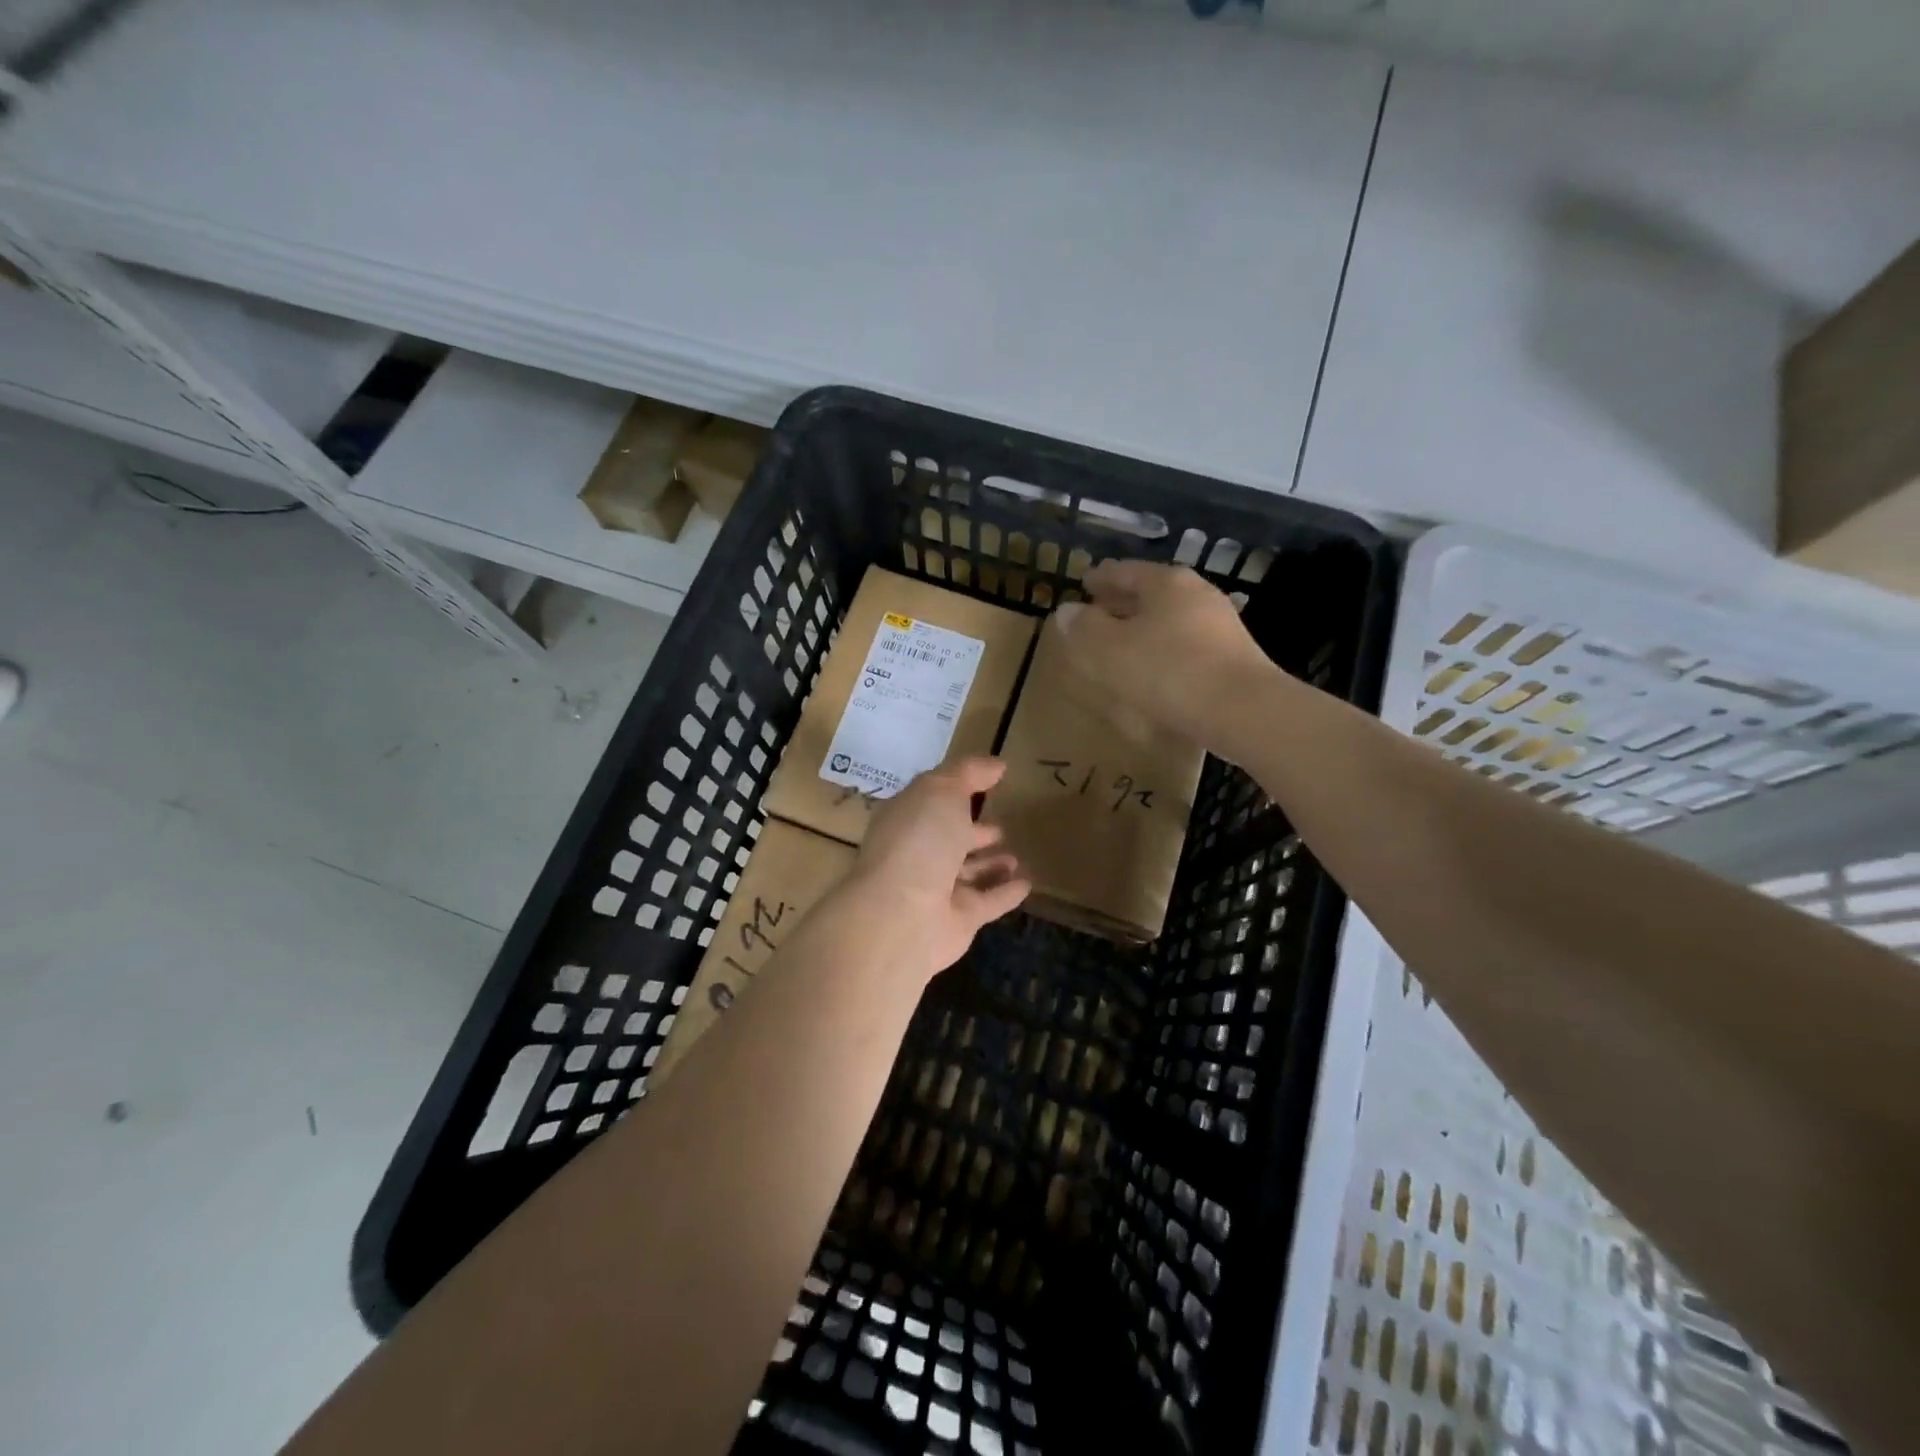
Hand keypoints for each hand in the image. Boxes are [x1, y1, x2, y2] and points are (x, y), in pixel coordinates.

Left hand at [843, 757, 1030, 979]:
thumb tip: (997, 765)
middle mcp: (918, 853)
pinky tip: (1028, 882)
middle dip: (972, 831)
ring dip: (990, 864)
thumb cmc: (919, 840)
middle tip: (1000, 825)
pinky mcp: (959, 920)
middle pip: (948, 839)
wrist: (904, 915)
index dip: (956, 789)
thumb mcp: (941, 790)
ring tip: (1015, 854)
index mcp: (907, 818)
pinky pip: (988, 902)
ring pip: (968, 873)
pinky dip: (1006, 892)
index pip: (932, 800)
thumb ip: (969, 774)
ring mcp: (937, 890)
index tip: (988, 781)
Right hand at [1052, 560, 1275, 750]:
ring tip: (1123, 641)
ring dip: (1145, 625)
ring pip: (1170, 616)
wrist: (1242, 710)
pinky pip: (1186, 641)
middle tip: (1099, 609)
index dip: (1101, 578)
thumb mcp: (1110, 651)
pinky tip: (1155, 666)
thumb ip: (1084, 629)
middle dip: (1123, 600)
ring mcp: (1220, 623)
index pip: (1125, 570)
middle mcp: (1196, 593)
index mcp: (1166, 582)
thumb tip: (1066, 612)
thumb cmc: (1169, 672)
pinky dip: (1164, 646)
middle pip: (1151, 591)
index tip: (1084, 583)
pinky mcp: (1233, 655)